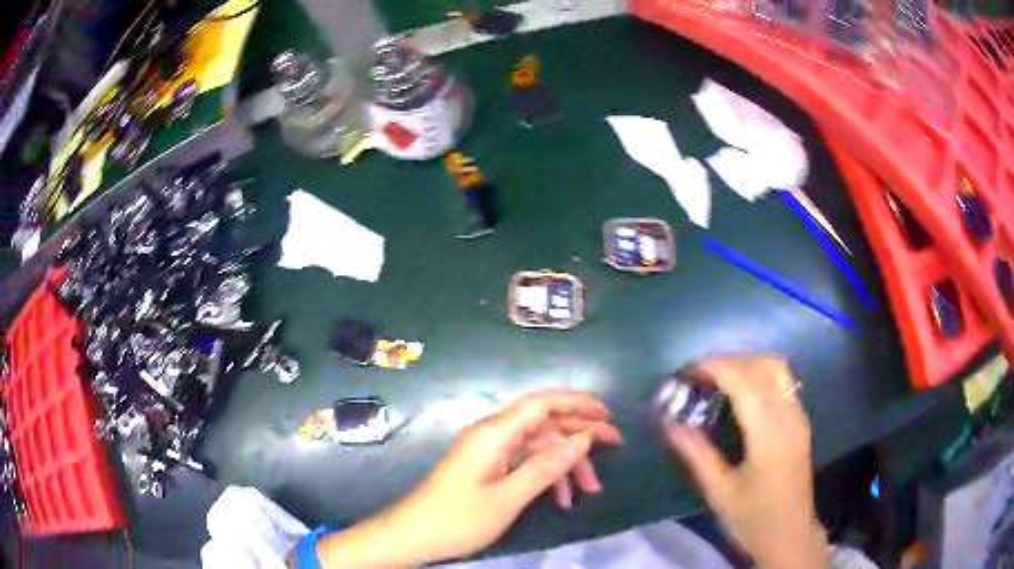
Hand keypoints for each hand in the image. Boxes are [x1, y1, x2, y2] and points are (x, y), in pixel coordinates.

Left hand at [314, 390, 621, 567]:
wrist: (413, 535)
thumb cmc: (458, 518)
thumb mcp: (507, 498)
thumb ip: (545, 467)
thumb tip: (583, 438)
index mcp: (494, 434)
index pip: (542, 403)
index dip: (577, 403)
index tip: (608, 415)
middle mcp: (492, 434)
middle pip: (545, 424)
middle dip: (580, 436)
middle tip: (615, 448)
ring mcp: (489, 451)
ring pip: (538, 446)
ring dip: (565, 464)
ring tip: (590, 490)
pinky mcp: (487, 467)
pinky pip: (524, 463)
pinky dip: (546, 477)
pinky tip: (561, 500)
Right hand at [666, 355, 827, 568]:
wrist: (790, 536)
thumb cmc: (753, 519)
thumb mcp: (719, 493)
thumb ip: (696, 455)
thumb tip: (669, 424)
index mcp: (769, 436)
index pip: (744, 382)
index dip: (715, 367)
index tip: (687, 371)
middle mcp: (789, 418)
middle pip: (763, 366)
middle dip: (729, 362)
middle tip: (699, 377)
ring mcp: (799, 418)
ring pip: (777, 369)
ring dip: (746, 364)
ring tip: (718, 381)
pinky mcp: (801, 423)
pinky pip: (782, 383)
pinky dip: (759, 376)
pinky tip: (741, 395)